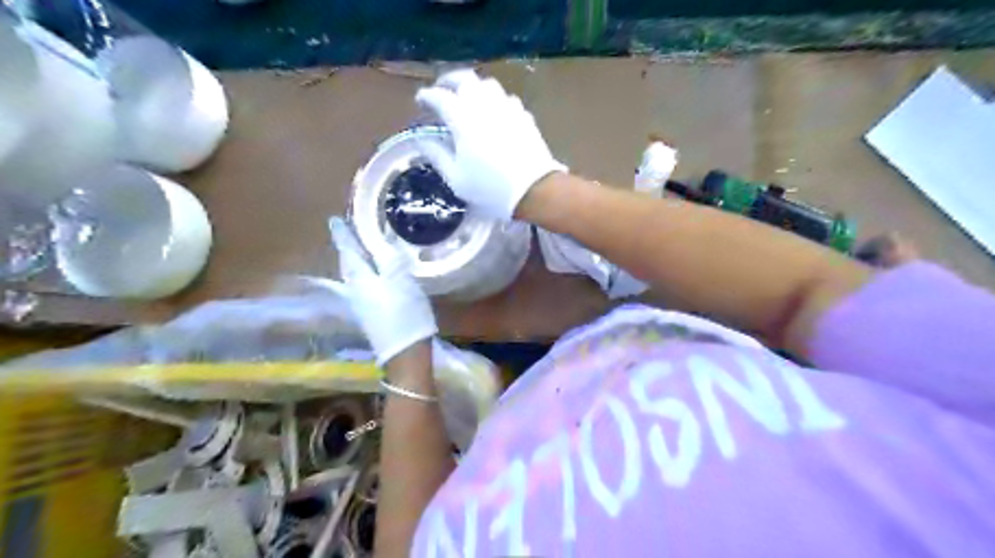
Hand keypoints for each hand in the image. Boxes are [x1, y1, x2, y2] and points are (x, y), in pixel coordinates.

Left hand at [329, 215, 436, 364]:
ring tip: (361, 252)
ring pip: (355, 278)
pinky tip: (374, 276)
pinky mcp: (372, 316)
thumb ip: (393, 262)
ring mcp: (363, 306)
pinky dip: (366, 276)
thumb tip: (386, 242)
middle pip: (348, 267)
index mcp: (362, 281)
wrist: (405, 353)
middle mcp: (356, 292)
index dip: (343, 237)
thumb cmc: (404, 315)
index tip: (334, 221)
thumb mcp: (402, 283)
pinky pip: (364, 288)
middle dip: (347, 251)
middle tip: (347, 235)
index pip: (349, 253)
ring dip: (356, 263)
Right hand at [415, 67, 566, 218]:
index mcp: (462, 118)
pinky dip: (494, 100)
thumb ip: (436, 155)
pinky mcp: (523, 115)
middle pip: (465, 79)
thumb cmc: (490, 188)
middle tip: (442, 90)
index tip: (421, 101)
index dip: (427, 96)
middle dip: (449, 81)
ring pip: (488, 85)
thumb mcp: (456, 178)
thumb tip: (421, 139)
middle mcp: (484, 105)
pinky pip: (505, 98)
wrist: (534, 189)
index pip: (440, 96)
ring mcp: (507, 107)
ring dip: (474, 87)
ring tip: (468, 99)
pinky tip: (493, 113)